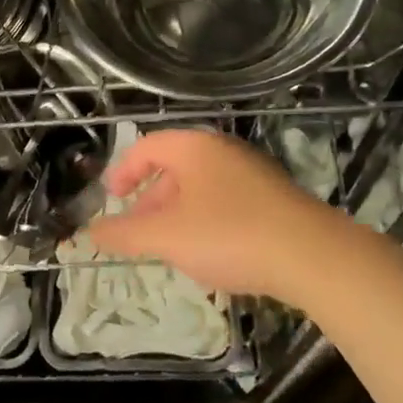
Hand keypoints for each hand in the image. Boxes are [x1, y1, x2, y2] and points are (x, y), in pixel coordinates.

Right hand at [87, 128, 362, 311]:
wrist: (312, 256)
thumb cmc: (230, 235)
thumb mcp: (168, 237)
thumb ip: (124, 234)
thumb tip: (89, 232)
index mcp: (194, 148)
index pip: (146, 147)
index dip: (122, 172)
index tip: (110, 200)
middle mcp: (223, 151)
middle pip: (173, 168)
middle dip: (149, 201)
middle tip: (137, 234)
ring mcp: (252, 173)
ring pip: (200, 188)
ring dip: (176, 215)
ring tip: (170, 250)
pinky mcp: (273, 198)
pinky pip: (225, 202)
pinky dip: (205, 222)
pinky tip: (210, 255)